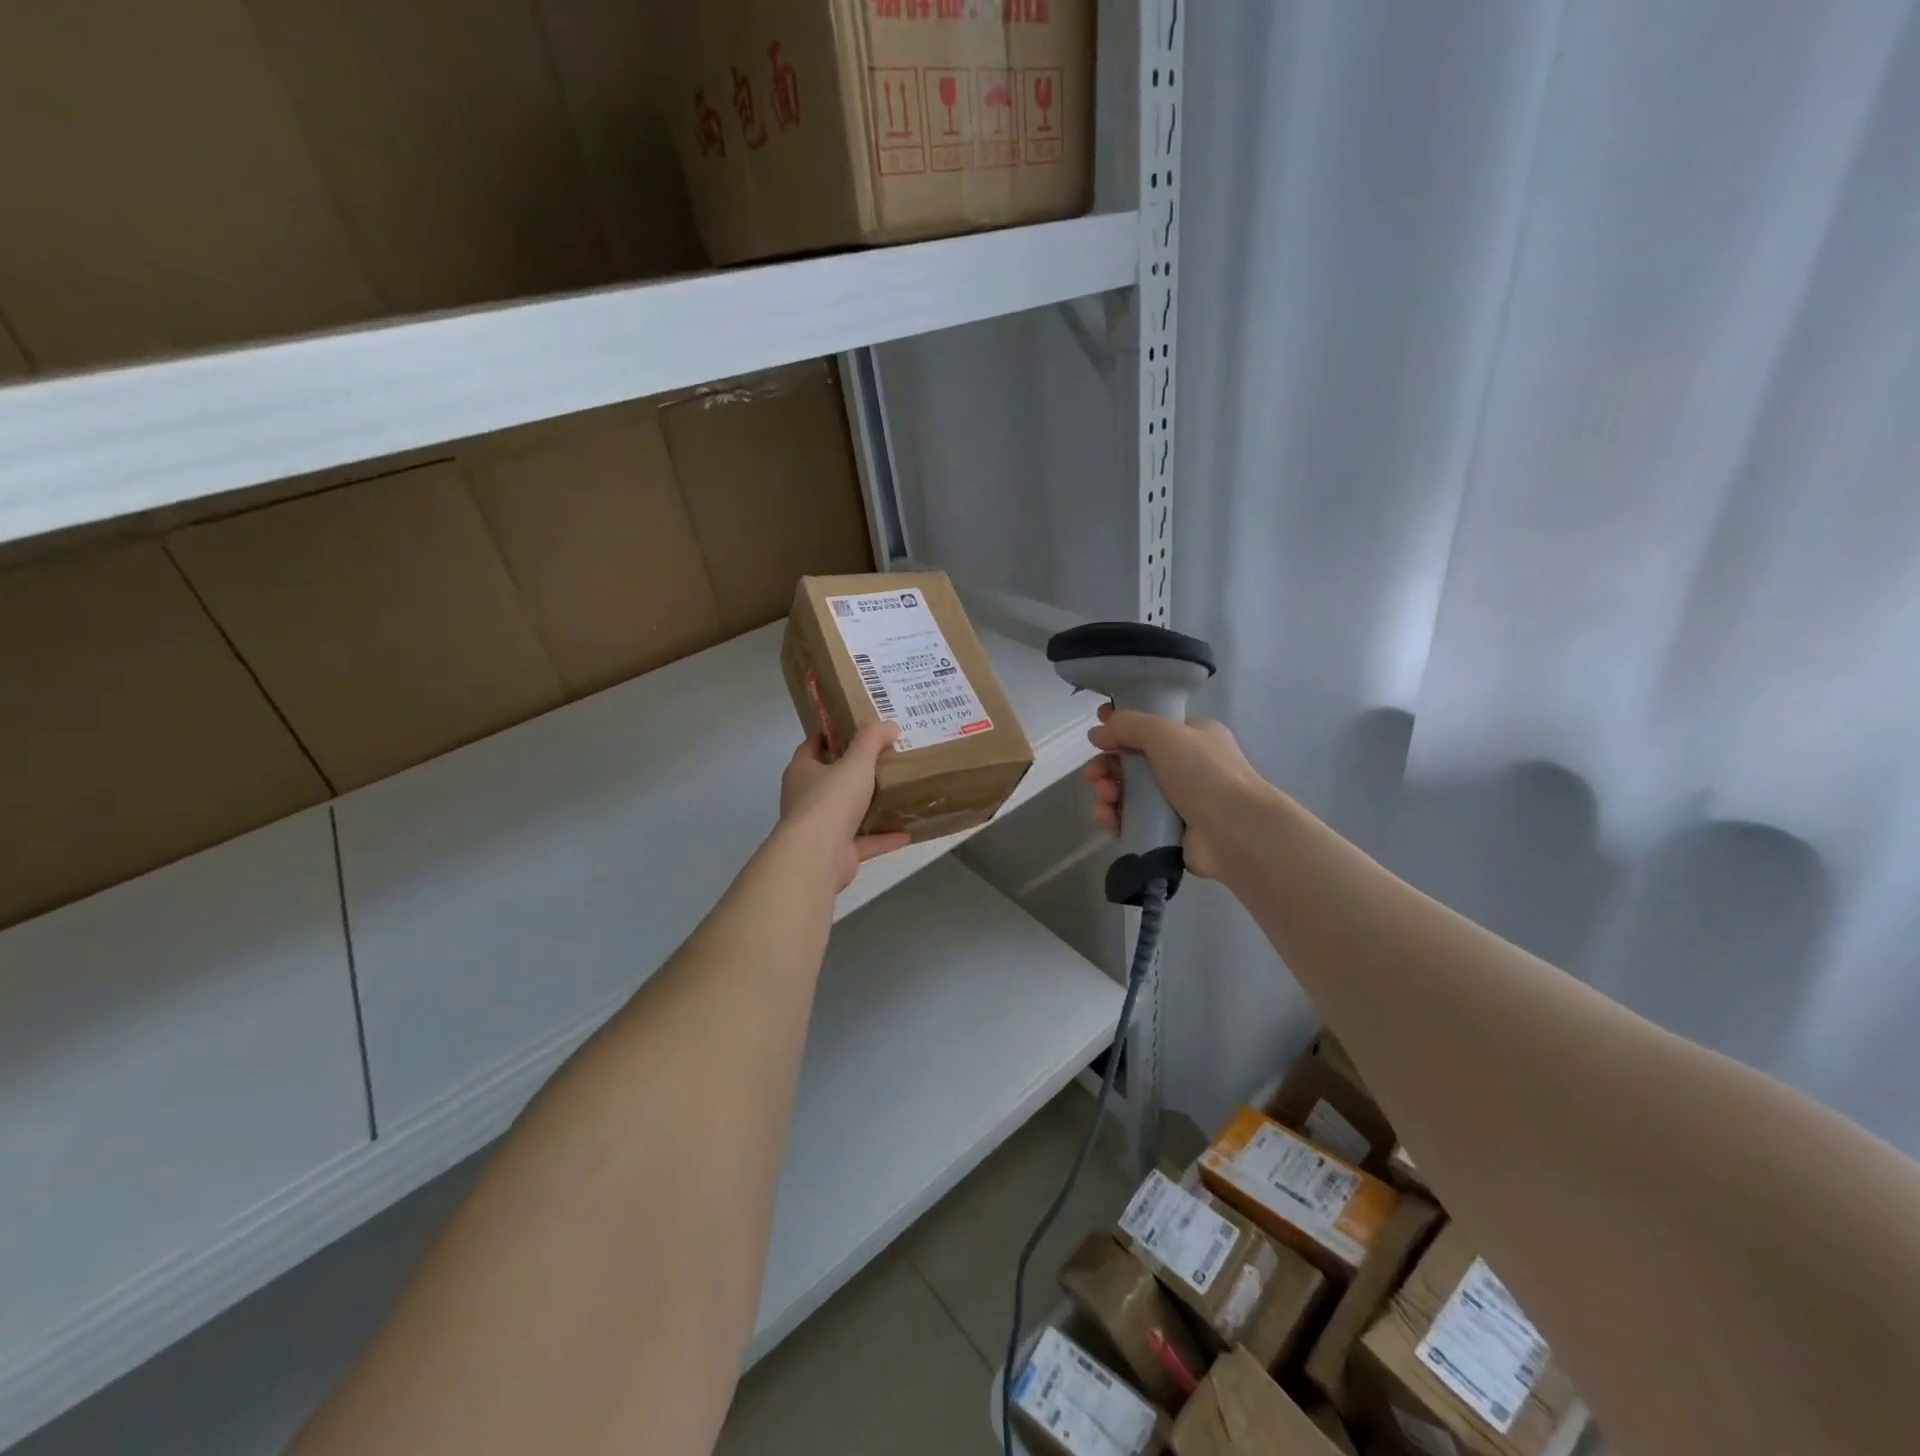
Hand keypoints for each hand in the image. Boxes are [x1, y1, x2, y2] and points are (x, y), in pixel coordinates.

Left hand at [779, 722, 911, 891]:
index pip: (812, 746)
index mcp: (802, 771)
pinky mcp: (836, 853)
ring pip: (847, 812)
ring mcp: (820, 828)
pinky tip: (908, 833)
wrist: (818, 855)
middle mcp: (806, 798)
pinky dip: (883, 837)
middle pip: (831, 779)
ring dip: (869, 807)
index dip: (831, 735)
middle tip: (885, 759)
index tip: (856, 729)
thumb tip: (889, 725)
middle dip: (854, 771)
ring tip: (897, 794)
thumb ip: (872, 741)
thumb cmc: (831, 800)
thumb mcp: (856, 762)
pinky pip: (864, 841)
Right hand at [1082, 706, 1262, 880]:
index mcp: (1193, 737)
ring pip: (1130, 793)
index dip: (1120, 729)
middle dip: (1108, 766)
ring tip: (1104, 799)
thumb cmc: (1203, 772)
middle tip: (1093, 774)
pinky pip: (1133, 821)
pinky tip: (1108, 819)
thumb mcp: (1163, 732)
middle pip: (1134, 762)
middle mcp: (1187, 767)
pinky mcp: (1169, 832)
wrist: (1235, 830)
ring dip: (1108, 793)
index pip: (1150, 727)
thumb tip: (1097, 733)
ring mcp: (1179, 802)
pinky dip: (1116, 818)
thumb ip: (1126, 725)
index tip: (1097, 733)